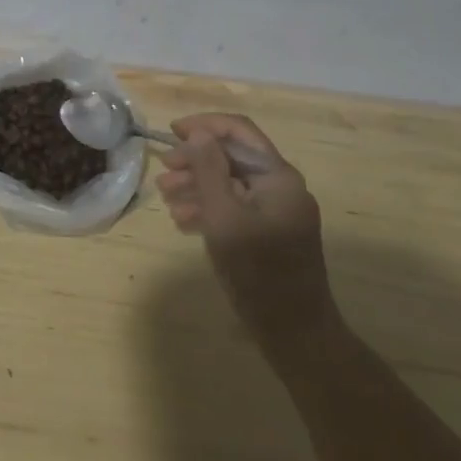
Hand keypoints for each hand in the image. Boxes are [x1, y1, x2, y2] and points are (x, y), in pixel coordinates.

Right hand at [156, 114, 337, 345]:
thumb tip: (200, 133)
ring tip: (166, 197)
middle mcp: (281, 186)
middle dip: (195, 160)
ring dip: (198, 184)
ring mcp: (277, 211)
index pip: (238, 131)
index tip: (172, 131)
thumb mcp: (224, 216)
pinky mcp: (270, 232)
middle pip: (233, 157)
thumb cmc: (257, 272)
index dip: (204, 125)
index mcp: (278, 176)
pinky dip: (210, 207)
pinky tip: (184, 218)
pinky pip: (236, 206)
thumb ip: (209, 170)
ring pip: (231, 183)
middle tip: (164, 171)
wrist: (295, 334)